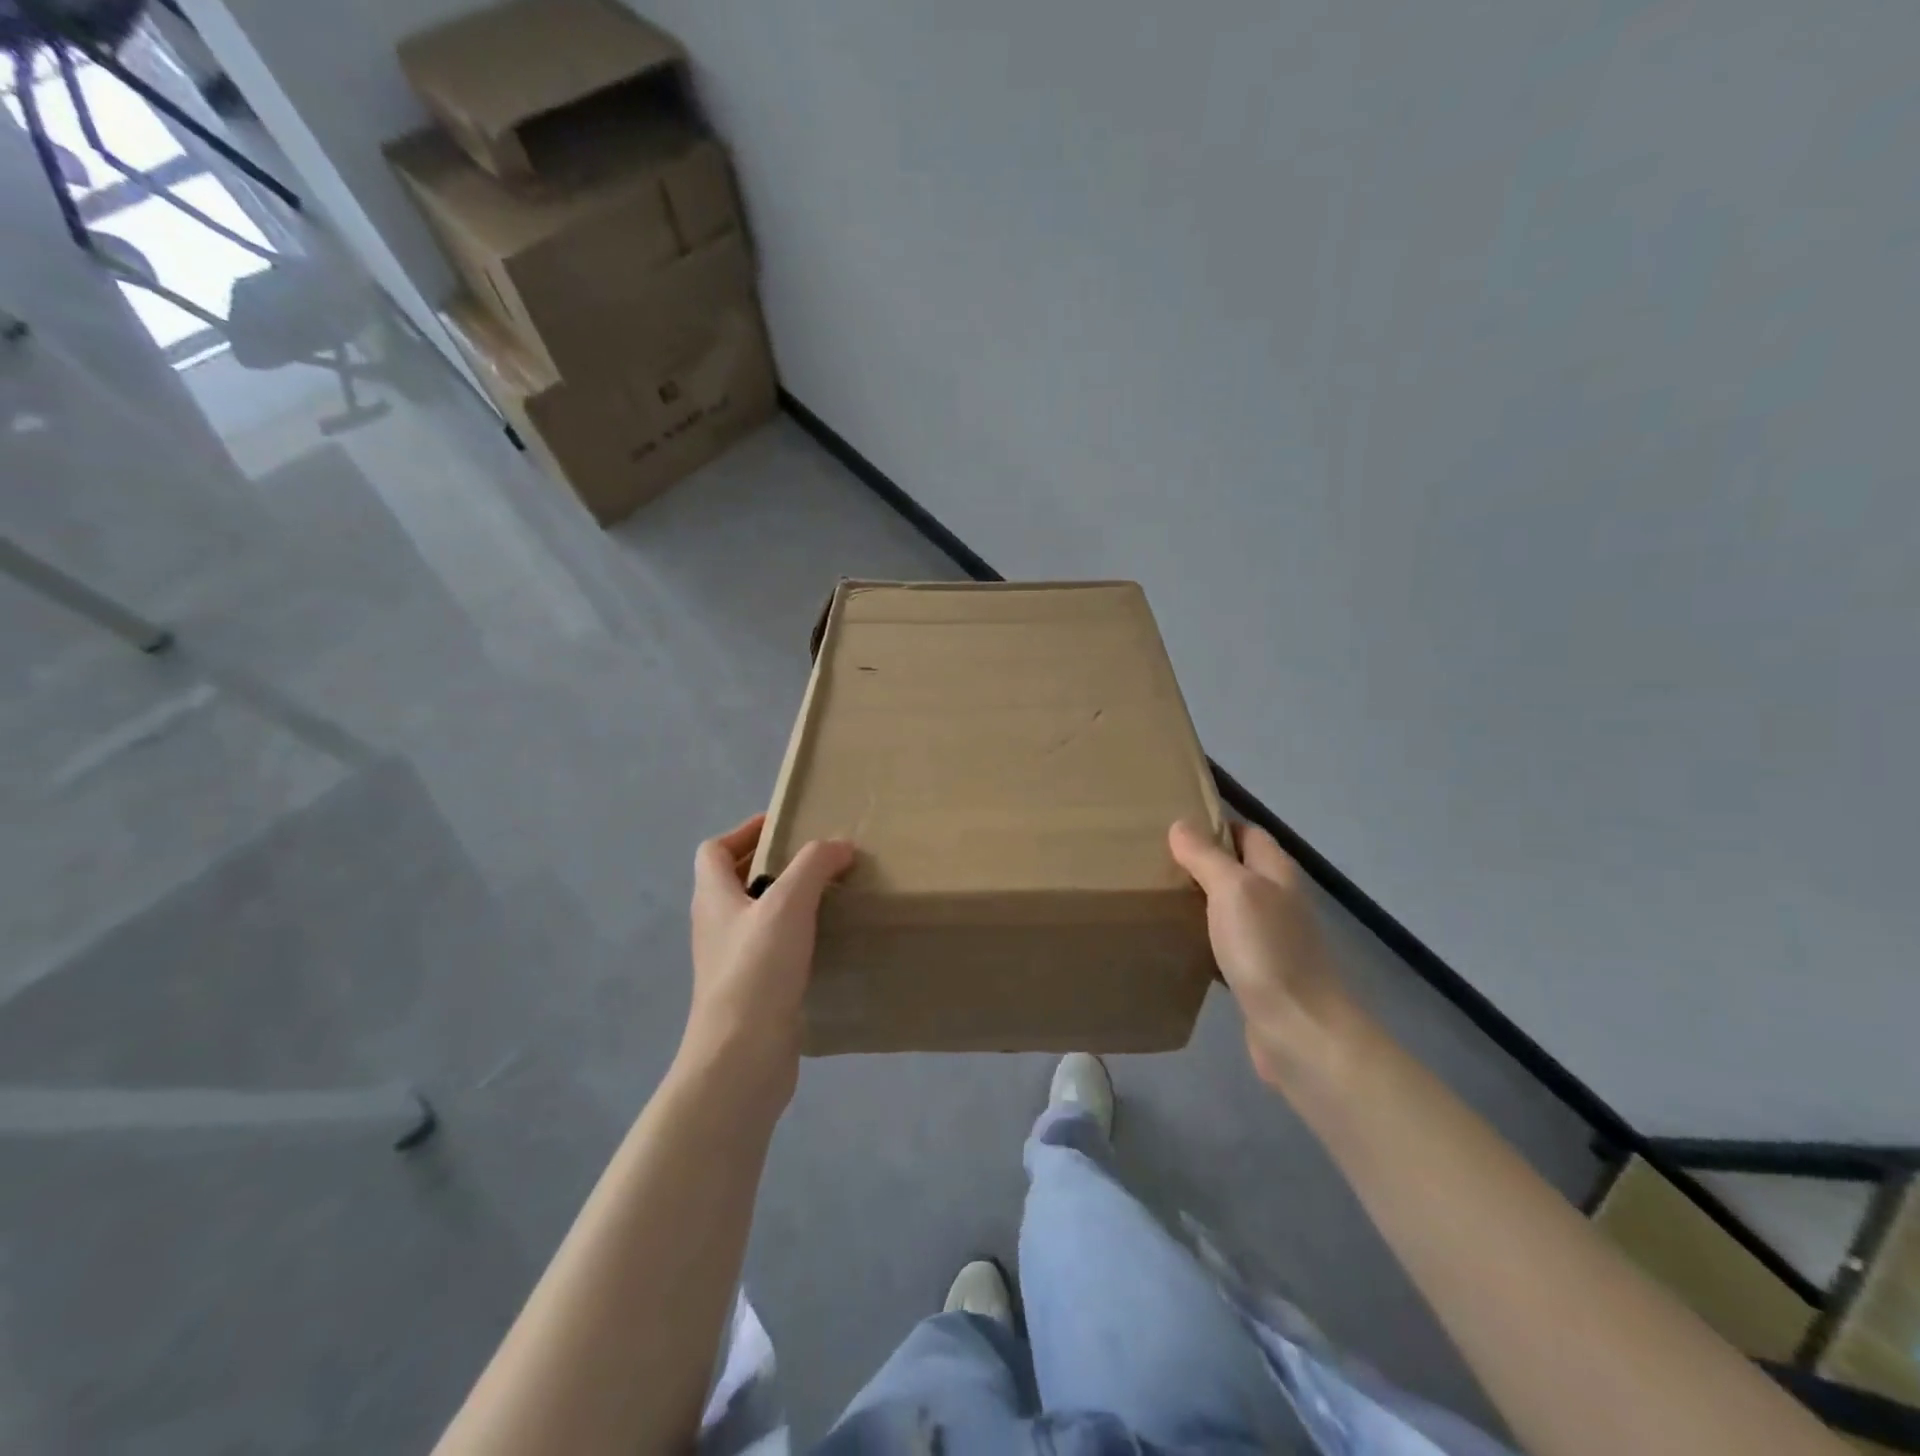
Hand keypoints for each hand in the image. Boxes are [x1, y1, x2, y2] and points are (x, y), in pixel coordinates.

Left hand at [682, 814, 854, 1099]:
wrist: (741, 1057)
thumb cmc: (757, 970)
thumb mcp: (788, 904)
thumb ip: (814, 865)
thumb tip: (839, 845)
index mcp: (713, 897)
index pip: (714, 849)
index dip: (745, 831)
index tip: (785, 826)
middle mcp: (716, 925)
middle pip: (736, 880)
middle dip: (772, 863)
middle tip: (816, 857)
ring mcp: (731, 960)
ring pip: (757, 915)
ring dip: (787, 899)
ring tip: (828, 893)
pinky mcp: (752, 990)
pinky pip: (772, 947)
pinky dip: (795, 934)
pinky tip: (826, 939)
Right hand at [1169, 819, 1368, 1092]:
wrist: (1300, 1032)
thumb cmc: (1267, 950)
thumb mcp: (1233, 891)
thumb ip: (1206, 856)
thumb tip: (1181, 824)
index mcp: (1277, 874)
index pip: (1248, 833)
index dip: (1216, 824)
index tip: (1172, 823)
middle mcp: (1277, 902)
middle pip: (1239, 870)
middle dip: (1201, 862)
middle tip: (1153, 859)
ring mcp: (1271, 941)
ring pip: (1229, 908)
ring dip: (1199, 900)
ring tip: (1156, 895)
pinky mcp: (1258, 975)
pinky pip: (1224, 945)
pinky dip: (1202, 938)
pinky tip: (1174, 942)